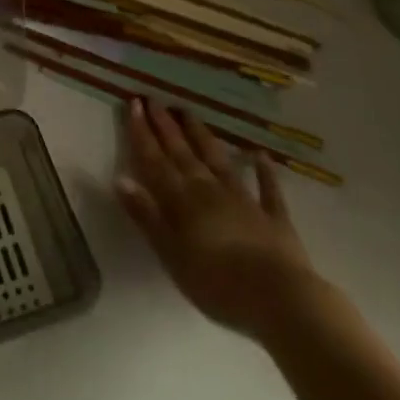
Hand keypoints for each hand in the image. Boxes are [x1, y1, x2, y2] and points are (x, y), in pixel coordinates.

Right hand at [117, 99, 326, 340]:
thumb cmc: (217, 282)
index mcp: (182, 200)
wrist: (279, 299)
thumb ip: (146, 215)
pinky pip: (268, 189)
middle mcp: (209, 190)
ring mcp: (243, 200)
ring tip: (189, 113)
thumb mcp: (171, 253)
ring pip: (218, 160)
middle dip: (166, 126)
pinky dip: (264, 171)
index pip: (155, 160)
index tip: (133, 103)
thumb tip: (120, 178)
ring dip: (202, 136)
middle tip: (154, 100)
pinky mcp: (274, 218)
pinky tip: (260, 155)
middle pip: (183, 153)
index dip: (142, 132)